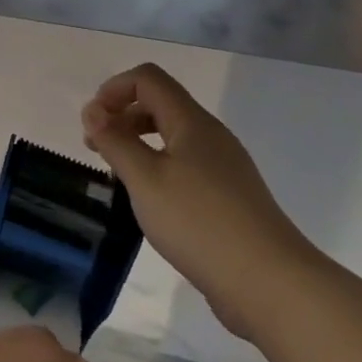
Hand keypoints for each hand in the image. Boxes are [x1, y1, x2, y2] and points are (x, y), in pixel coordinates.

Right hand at [81, 63, 321, 340]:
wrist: (269, 283)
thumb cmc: (199, 222)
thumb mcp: (144, 178)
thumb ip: (114, 140)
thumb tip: (93, 110)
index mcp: (192, 122)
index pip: (148, 79)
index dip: (114, 89)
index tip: (92, 122)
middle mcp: (211, 136)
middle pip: (160, 104)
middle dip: (121, 116)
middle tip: (96, 149)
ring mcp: (224, 167)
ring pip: (172, 136)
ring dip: (138, 142)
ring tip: (118, 175)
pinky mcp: (229, 196)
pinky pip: (185, 164)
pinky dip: (158, 167)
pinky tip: (150, 200)